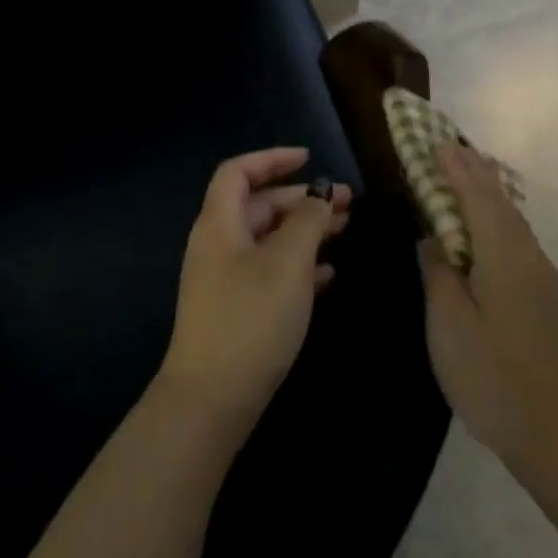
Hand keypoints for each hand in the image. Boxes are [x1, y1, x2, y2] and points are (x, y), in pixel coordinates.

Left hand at [158, 147, 350, 442]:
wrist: (211, 400)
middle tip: (346, 201)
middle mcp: (218, 244)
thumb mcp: (288, 263)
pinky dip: (298, 264)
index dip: (272, 159)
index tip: (309, 158)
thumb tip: (318, 196)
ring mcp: (225, 278)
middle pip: (259, 205)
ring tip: (345, 229)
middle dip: (301, 198)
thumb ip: (307, 221)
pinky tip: (329, 273)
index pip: (239, 172)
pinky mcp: (236, 309)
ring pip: (269, 238)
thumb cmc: (251, 318)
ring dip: (305, 230)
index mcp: (220, 223)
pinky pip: (269, 271)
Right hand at [419, 144, 557, 479]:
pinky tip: (485, 225)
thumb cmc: (494, 377)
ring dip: (485, 190)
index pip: (476, 194)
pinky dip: (494, 216)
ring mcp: (540, 275)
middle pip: (498, 199)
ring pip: (510, 217)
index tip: (434, 141)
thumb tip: (433, 237)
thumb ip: (439, 273)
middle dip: (472, 169)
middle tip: (446, 146)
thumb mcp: (450, 324)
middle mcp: (527, 254)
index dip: (455, 166)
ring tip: (464, 172)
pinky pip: (515, 236)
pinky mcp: (543, 295)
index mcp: (503, 254)